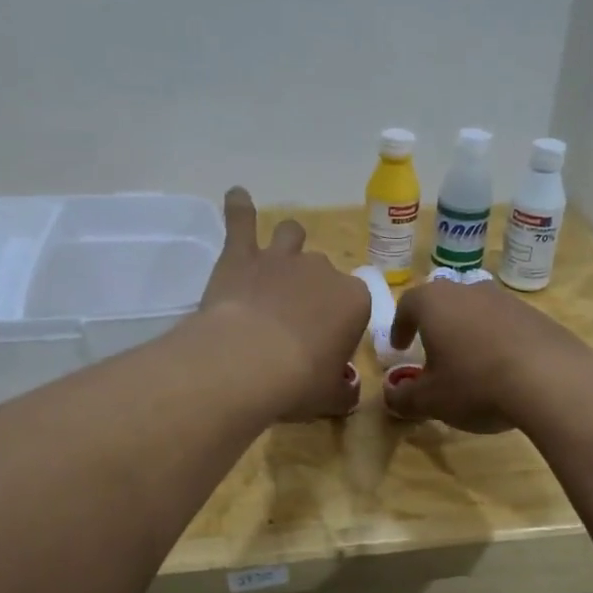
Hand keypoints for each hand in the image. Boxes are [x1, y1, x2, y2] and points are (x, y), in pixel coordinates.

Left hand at [198, 188, 369, 420]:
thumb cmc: (298, 381)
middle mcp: (322, 270)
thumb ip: (343, 392)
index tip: (327, 345)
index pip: (355, 305)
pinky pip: (241, 221)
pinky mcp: (242, 255)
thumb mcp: (330, 397)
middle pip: (323, 271)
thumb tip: (348, 395)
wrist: (248, 362)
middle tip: (296, 318)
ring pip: (292, 235)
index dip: (342, 324)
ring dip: (288, 242)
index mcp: (354, 300)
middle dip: (314, 288)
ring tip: (277, 256)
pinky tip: (236, 195)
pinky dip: (239, 208)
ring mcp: (281, 258)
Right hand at [383, 278, 592, 432]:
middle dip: (436, 326)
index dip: (400, 325)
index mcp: (435, 303)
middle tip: (433, 352)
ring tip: (470, 363)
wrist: (551, 380)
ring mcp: (507, 300)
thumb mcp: (431, 400)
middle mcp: (469, 291)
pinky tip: (503, 370)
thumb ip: (404, 398)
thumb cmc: (475, 384)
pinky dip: (498, 342)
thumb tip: (391, 398)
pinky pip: (506, 325)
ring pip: (477, 311)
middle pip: (445, 302)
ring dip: (468, 332)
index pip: (408, 304)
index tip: (400, 347)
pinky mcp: (537, 316)